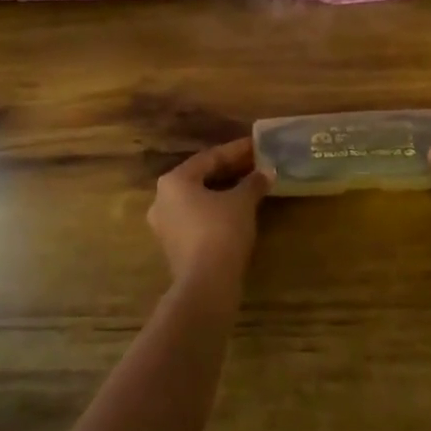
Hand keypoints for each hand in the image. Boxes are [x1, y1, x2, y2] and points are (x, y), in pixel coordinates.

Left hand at [148, 137, 269, 287]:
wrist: (206, 285)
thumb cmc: (221, 231)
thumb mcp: (242, 202)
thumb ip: (254, 182)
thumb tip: (267, 172)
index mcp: (174, 181)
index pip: (209, 158)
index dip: (236, 151)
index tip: (256, 145)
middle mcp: (162, 199)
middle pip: (201, 177)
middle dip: (229, 170)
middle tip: (255, 164)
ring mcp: (165, 225)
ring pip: (199, 199)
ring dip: (223, 191)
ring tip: (249, 186)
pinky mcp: (174, 246)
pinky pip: (197, 218)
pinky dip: (216, 210)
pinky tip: (237, 211)